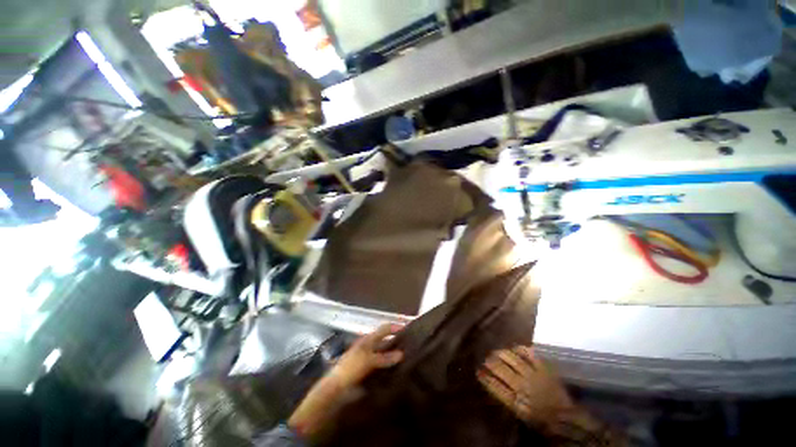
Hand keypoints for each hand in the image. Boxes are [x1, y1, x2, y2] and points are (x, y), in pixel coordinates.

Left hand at [288, 324, 403, 437]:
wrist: (335, 386)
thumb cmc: (352, 368)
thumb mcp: (369, 361)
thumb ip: (385, 357)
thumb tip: (401, 354)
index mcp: (368, 339)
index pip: (384, 328)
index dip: (395, 327)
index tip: (408, 328)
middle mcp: (367, 344)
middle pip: (384, 338)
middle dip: (395, 339)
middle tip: (409, 343)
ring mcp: (366, 356)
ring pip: (382, 350)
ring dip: (392, 351)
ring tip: (404, 356)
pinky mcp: (365, 367)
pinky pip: (379, 361)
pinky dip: (387, 362)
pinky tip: (393, 369)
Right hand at [478, 346, 573, 428]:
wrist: (565, 418)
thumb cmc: (540, 419)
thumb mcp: (520, 415)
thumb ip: (505, 398)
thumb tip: (490, 382)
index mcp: (516, 402)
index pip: (495, 386)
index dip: (485, 377)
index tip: (478, 371)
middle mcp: (523, 386)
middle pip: (501, 370)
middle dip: (490, 363)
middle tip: (485, 359)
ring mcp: (534, 375)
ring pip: (512, 359)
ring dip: (501, 354)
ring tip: (495, 352)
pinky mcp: (544, 368)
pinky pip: (529, 354)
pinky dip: (520, 349)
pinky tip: (513, 347)